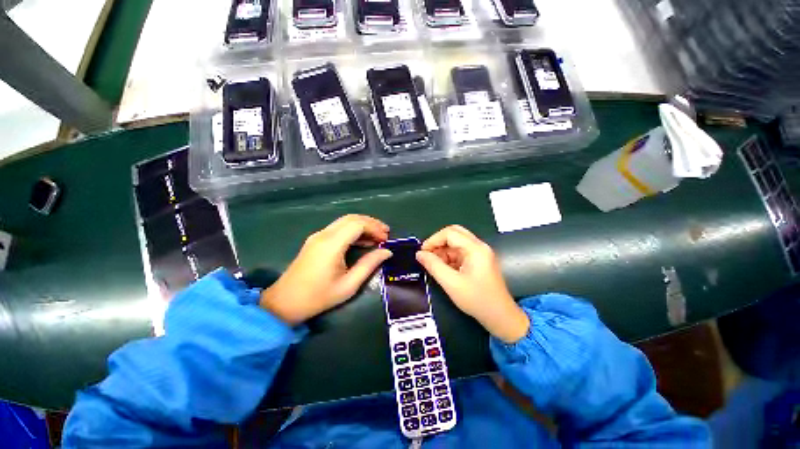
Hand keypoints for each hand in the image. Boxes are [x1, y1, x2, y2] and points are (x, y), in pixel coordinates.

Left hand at [260, 215, 391, 324]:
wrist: (285, 303)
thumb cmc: (319, 297)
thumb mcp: (349, 285)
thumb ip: (369, 265)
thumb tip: (387, 252)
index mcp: (332, 245)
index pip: (357, 224)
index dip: (374, 228)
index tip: (386, 239)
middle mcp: (324, 235)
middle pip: (352, 218)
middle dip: (371, 223)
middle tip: (385, 233)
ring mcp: (318, 236)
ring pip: (345, 221)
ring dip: (362, 225)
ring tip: (378, 236)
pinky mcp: (316, 240)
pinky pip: (338, 228)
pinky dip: (353, 230)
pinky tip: (362, 240)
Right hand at [416, 225, 529, 343]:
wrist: (500, 317)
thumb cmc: (477, 300)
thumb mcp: (451, 283)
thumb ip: (433, 266)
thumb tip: (419, 254)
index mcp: (475, 248)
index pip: (450, 233)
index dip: (433, 240)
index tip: (422, 252)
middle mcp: (479, 246)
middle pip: (454, 233)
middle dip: (438, 243)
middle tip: (427, 255)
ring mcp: (480, 253)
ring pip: (456, 242)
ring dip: (443, 251)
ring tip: (434, 265)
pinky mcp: (479, 260)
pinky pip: (460, 251)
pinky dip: (449, 257)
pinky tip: (443, 268)